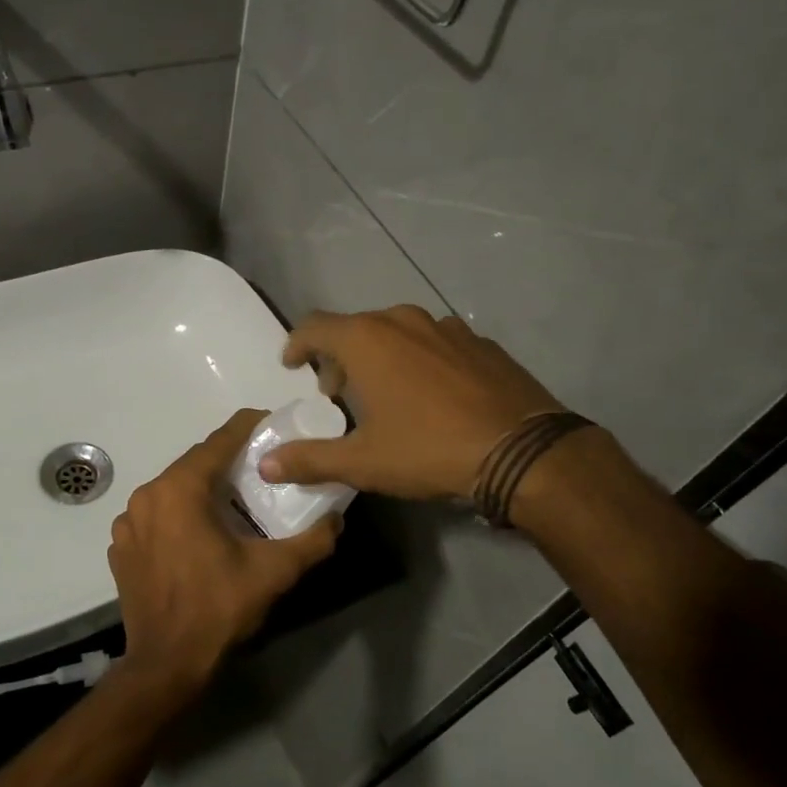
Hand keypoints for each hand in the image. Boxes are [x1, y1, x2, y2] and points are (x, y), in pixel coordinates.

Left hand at [108, 409, 340, 694]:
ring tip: (234, 502)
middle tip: (261, 468)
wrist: (166, 665)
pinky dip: (180, 515)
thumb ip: (312, 540)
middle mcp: (147, 496)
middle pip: (194, 464)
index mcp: (179, 490)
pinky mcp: (121, 548)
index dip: (247, 427)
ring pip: (174, 490)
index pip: (218, 441)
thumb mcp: (275, 572)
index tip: (271, 422)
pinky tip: (200, 535)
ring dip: (203, 489)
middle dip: (228, 461)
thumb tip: (337, 520)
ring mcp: (128, 523)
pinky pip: (156, 516)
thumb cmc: (219, 608)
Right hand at [258, 305, 565, 499]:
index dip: (297, 344)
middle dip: (339, 357)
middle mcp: (404, 321)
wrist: (521, 450)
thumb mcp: (362, 462)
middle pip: (357, 328)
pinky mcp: (480, 342)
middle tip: (337, 393)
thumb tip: (265, 465)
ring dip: (380, 356)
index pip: (315, 326)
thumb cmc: (429, 449)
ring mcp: (447, 327)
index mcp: (367, 340)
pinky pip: (435, 343)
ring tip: (384, 393)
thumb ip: (309, 459)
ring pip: (398, 332)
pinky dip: (419, 360)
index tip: (292, 365)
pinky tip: (431, 394)